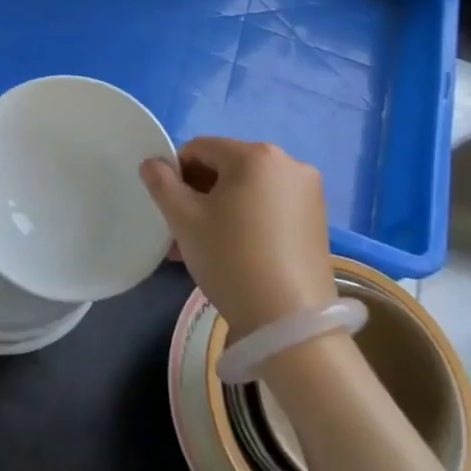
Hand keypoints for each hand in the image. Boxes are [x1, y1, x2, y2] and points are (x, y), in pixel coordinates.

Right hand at [140, 139, 336, 334]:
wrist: (289, 322)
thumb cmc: (230, 258)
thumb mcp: (184, 219)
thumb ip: (161, 183)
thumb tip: (152, 163)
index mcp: (255, 155)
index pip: (200, 148)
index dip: (176, 172)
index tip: (167, 206)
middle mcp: (288, 164)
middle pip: (227, 167)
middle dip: (199, 193)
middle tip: (181, 230)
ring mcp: (309, 192)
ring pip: (248, 190)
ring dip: (220, 209)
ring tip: (202, 246)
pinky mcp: (319, 220)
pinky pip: (270, 206)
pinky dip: (247, 219)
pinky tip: (234, 252)